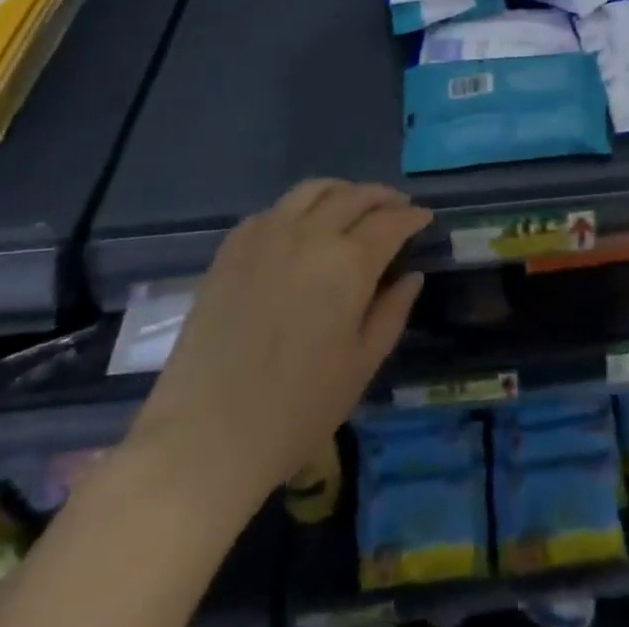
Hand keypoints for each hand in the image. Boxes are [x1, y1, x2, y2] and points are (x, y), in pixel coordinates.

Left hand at [126, 180, 429, 510]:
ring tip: (353, 204)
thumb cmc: (294, 412)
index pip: (391, 222)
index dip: (412, 216)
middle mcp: (311, 234)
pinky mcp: (232, 247)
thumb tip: (411, 276)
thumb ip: (391, 313)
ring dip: (342, 191)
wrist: (203, 438)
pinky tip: (303, 226)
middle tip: (397, 206)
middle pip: (355, 196)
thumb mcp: (360, 368)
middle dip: (382, 197)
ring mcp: (267, 234)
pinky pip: (275, 209)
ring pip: (313, 190)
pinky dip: (300, 207)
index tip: (424, 217)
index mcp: (348, 263)